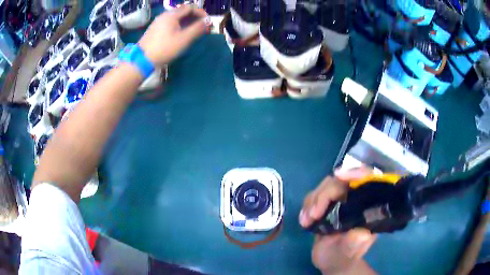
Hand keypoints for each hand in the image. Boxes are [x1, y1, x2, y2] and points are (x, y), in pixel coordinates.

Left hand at [138, 5, 207, 65]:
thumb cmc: (164, 48)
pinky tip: (180, 34)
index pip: (190, 7)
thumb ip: (197, 29)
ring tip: (192, 31)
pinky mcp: (155, 29)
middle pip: (183, 11)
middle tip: (201, 27)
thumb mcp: (183, 39)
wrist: (142, 60)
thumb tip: (207, 21)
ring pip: (176, 17)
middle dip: (194, 17)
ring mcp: (158, 22)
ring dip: (187, 21)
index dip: (201, 12)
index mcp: (172, 15)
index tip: (207, 21)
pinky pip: (170, 23)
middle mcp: (164, 15)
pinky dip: (179, 25)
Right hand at [300, 168, 376, 274]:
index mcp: (368, 206)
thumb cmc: (344, 257)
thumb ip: (354, 243)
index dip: (356, 172)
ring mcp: (341, 200)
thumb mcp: (349, 252)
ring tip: (307, 221)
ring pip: (326, 185)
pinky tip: (304, 220)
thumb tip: (361, 233)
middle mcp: (355, 199)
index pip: (367, 179)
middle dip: (324, 194)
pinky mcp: (327, 204)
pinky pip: (315, 195)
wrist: (331, 261)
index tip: (339, 175)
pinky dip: (307, 205)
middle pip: (341, 181)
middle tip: (313, 215)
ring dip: (313, 200)